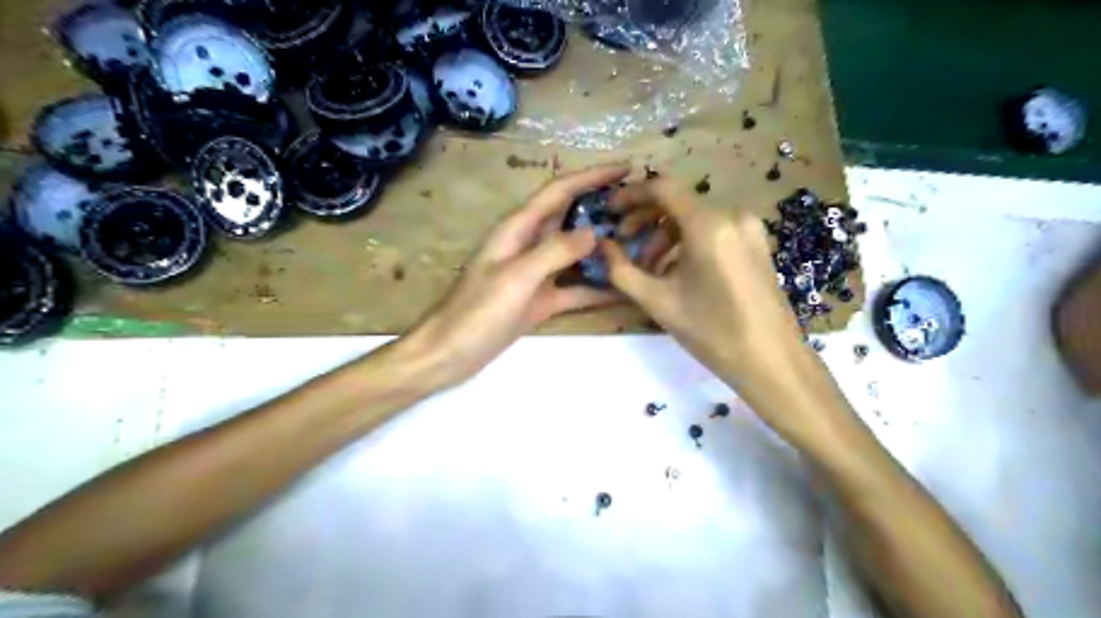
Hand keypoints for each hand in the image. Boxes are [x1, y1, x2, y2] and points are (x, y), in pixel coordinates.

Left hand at [402, 162, 628, 386]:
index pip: (560, 191)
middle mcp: (529, 244)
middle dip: (603, 209)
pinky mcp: (540, 300)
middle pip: (571, 218)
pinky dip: (596, 287)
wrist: (451, 353)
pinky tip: (623, 289)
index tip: (627, 168)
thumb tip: (594, 233)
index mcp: (518, 228)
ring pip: (576, 253)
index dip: (592, 176)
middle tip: (641, 208)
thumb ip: (555, 252)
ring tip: (641, 245)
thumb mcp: (517, 277)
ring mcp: (536, 274)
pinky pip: (574, 288)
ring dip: (604, 248)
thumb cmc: (477, 312)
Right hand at [598, 175, 840, 431]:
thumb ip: (621, 270)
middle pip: (678, 204)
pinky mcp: (757, 245)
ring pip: (695, 220)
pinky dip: (689, 244)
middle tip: (624, 247)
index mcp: (708, 225)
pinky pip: (714, 232)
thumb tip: (602, 246)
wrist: (771, 362)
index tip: (610, 210)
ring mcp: (750, 229)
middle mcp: (732, 216)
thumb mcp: (657, 302)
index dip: (631, 194)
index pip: (663, 188)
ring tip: (650, 271)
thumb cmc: (712, 332)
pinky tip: (678, 274)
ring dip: (666, 238)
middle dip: (646, 222)